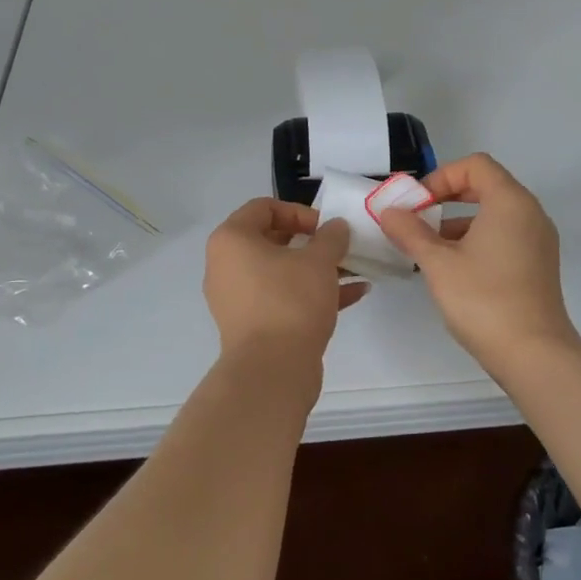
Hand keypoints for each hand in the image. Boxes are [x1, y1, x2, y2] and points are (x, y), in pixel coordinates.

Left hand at [203, 198, 369, 365]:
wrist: (271, 371)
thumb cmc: (290, 301)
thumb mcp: (319, 261)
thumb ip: (331, 237)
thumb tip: (336, 227)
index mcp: (232, 240)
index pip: (264, 208)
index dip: (299, 212)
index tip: (326, 227)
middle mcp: (226, 265)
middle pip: (272, 240)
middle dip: (312, 242)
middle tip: (339, 247)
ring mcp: (237, 298)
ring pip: (281, 272)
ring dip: (317, 269)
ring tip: (354, 270)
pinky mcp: (252, 325)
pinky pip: (282, 298)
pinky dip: (311, 293)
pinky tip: (354, 294)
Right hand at [378, 153, 580, 367]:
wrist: (534, 354)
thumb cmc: (484, 300)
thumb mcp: (438, 263)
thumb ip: (411, 232)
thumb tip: (390, 212)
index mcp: (510, 202)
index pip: (475, 165)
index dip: (441, 177)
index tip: (417, 204)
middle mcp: (530, 213)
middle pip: (486, 185)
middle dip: (447, 198)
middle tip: (418, 219)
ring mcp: (538, 240)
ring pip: (494, 213)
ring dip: (459, 221)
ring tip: (428, 248)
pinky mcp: (538, 264)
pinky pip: (505, 235)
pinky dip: (477, 239)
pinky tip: (453, 268)